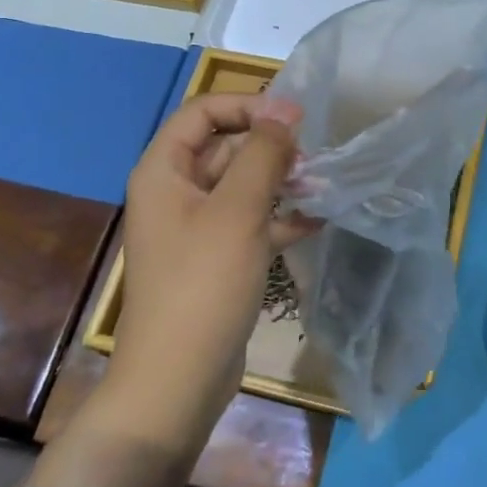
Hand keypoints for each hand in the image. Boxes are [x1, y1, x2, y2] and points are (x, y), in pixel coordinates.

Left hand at [104, 93, 316, 450]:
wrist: (178, 380)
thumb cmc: (203, 284)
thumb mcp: (237, 211)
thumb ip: (263, 155)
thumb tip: (284, 111)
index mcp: (164, 172)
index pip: (203, 113)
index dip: (247, 106)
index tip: (294, 117)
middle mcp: (175, 193)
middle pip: (224, 148)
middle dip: (269, 147)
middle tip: (314, 156)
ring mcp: (196, 228)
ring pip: (241, 186)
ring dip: (280, 181)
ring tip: (321, 184)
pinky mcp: (216, 259)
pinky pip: (249, 222)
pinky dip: (279, 218)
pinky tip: (317, 221)